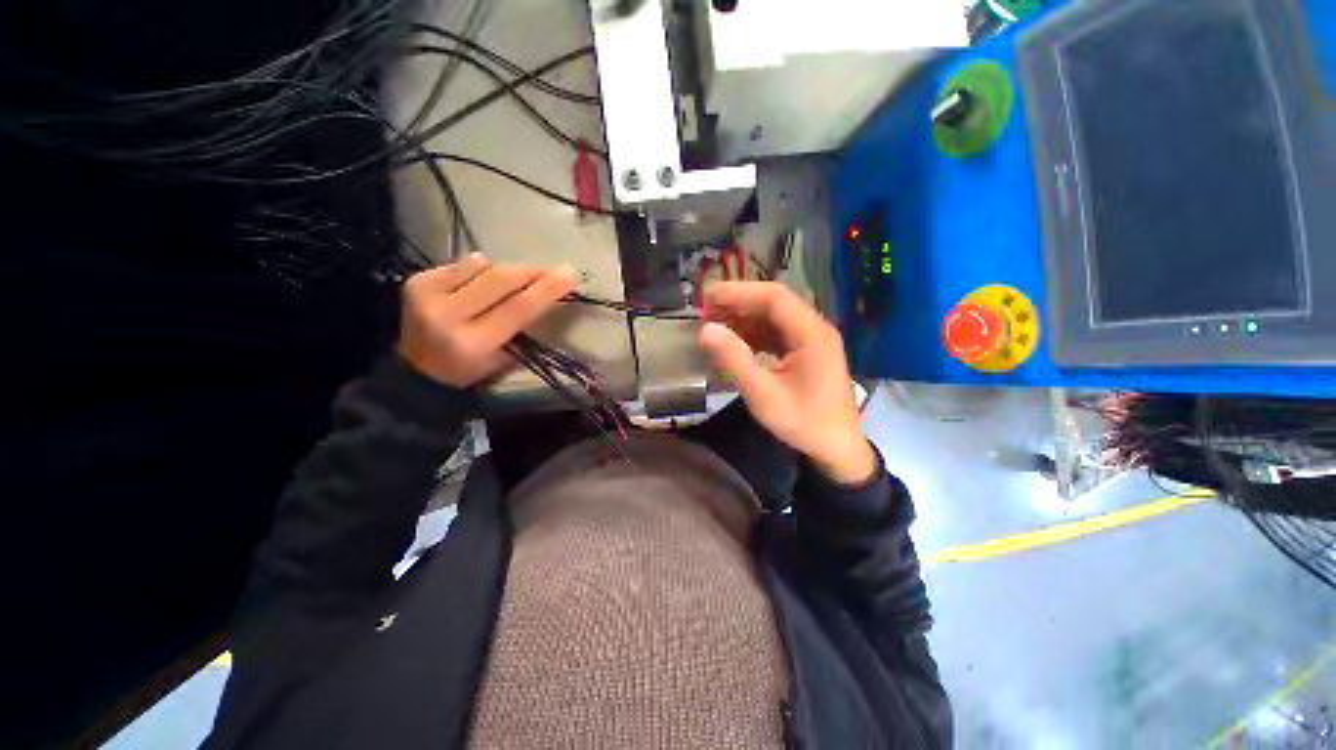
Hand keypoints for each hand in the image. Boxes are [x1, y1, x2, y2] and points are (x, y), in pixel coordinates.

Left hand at [398, 254, 576, 387]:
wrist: (417, 370)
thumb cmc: (471, 369)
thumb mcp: (503, 357)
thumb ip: (523, 326)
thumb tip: (547, 292)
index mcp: (474, 343)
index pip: (518, 308)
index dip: (547, 289)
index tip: (570, 274)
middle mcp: (448, 316)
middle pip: (500, 280)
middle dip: (531, 272)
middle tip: (551, 271)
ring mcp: (428, 295)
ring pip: (483, 266)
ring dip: (504, 272)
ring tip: (508, 286)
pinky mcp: (417, 281)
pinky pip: (462, 264)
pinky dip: (479, 271)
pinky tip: (478, 285)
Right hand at [698, 282, 876, 484]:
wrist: (837, 449)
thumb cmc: (803, 423)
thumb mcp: (763, 394)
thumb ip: (734, 359)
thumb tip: (705, 330)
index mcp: (811, 334)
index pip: (773, 297)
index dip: (738, 292)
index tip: (707, 297)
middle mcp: (814, 329)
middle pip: (774, 303)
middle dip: (738, 304)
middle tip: (705, 314)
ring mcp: (812, 340)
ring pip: (773, 317)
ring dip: (744, 319)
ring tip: (714, 327)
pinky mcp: (806, 352)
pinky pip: (776, 333)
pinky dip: (753, 334)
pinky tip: (735, 343)